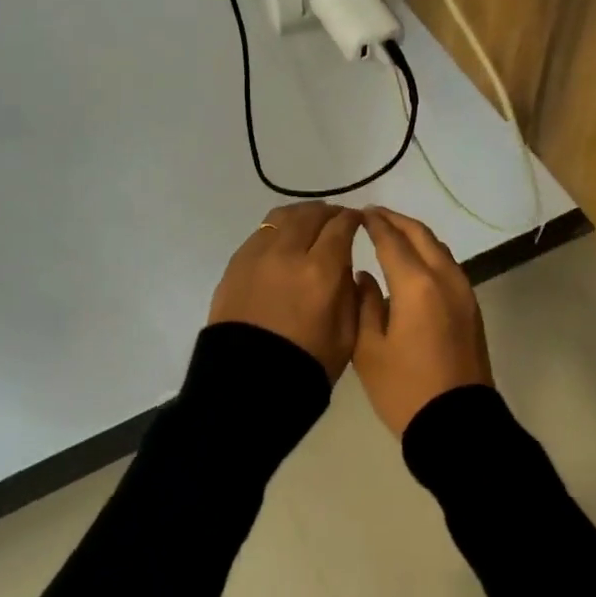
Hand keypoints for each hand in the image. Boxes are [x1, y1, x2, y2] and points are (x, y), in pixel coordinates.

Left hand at [208, 203, 364, 381]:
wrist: (248, 384)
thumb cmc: (307, 364)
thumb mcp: (347, 334)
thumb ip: (351, 291)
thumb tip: (345, 263)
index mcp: (320, 272)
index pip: (340, 227)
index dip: (353, 219)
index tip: (358, 221)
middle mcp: (288, 253)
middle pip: (311, 213)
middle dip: (329, 212)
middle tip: (337, 219)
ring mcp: (257, 254)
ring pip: (283, 216)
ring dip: (302, 214)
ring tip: (310, 223)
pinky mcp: (236, 263)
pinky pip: (262, 232)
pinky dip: (278, 229)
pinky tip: (284, 241)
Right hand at [352, 208, 492, 434]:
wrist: (458, 426)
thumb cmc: (406, 390)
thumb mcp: (369, 349)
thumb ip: (364, 303)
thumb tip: (364, 276)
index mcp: (416, 285)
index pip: (392, 240)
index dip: (374, 224)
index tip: (359, 213)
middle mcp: (444, 278)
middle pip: (420, 235)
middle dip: (396, 220)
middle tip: (374, 214)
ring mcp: (463, 291)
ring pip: (438, 247)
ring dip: (415, 234)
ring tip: (392, 232)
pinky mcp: (471, 307)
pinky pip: (448, 265)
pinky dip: (429, 252)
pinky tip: (413, 261)